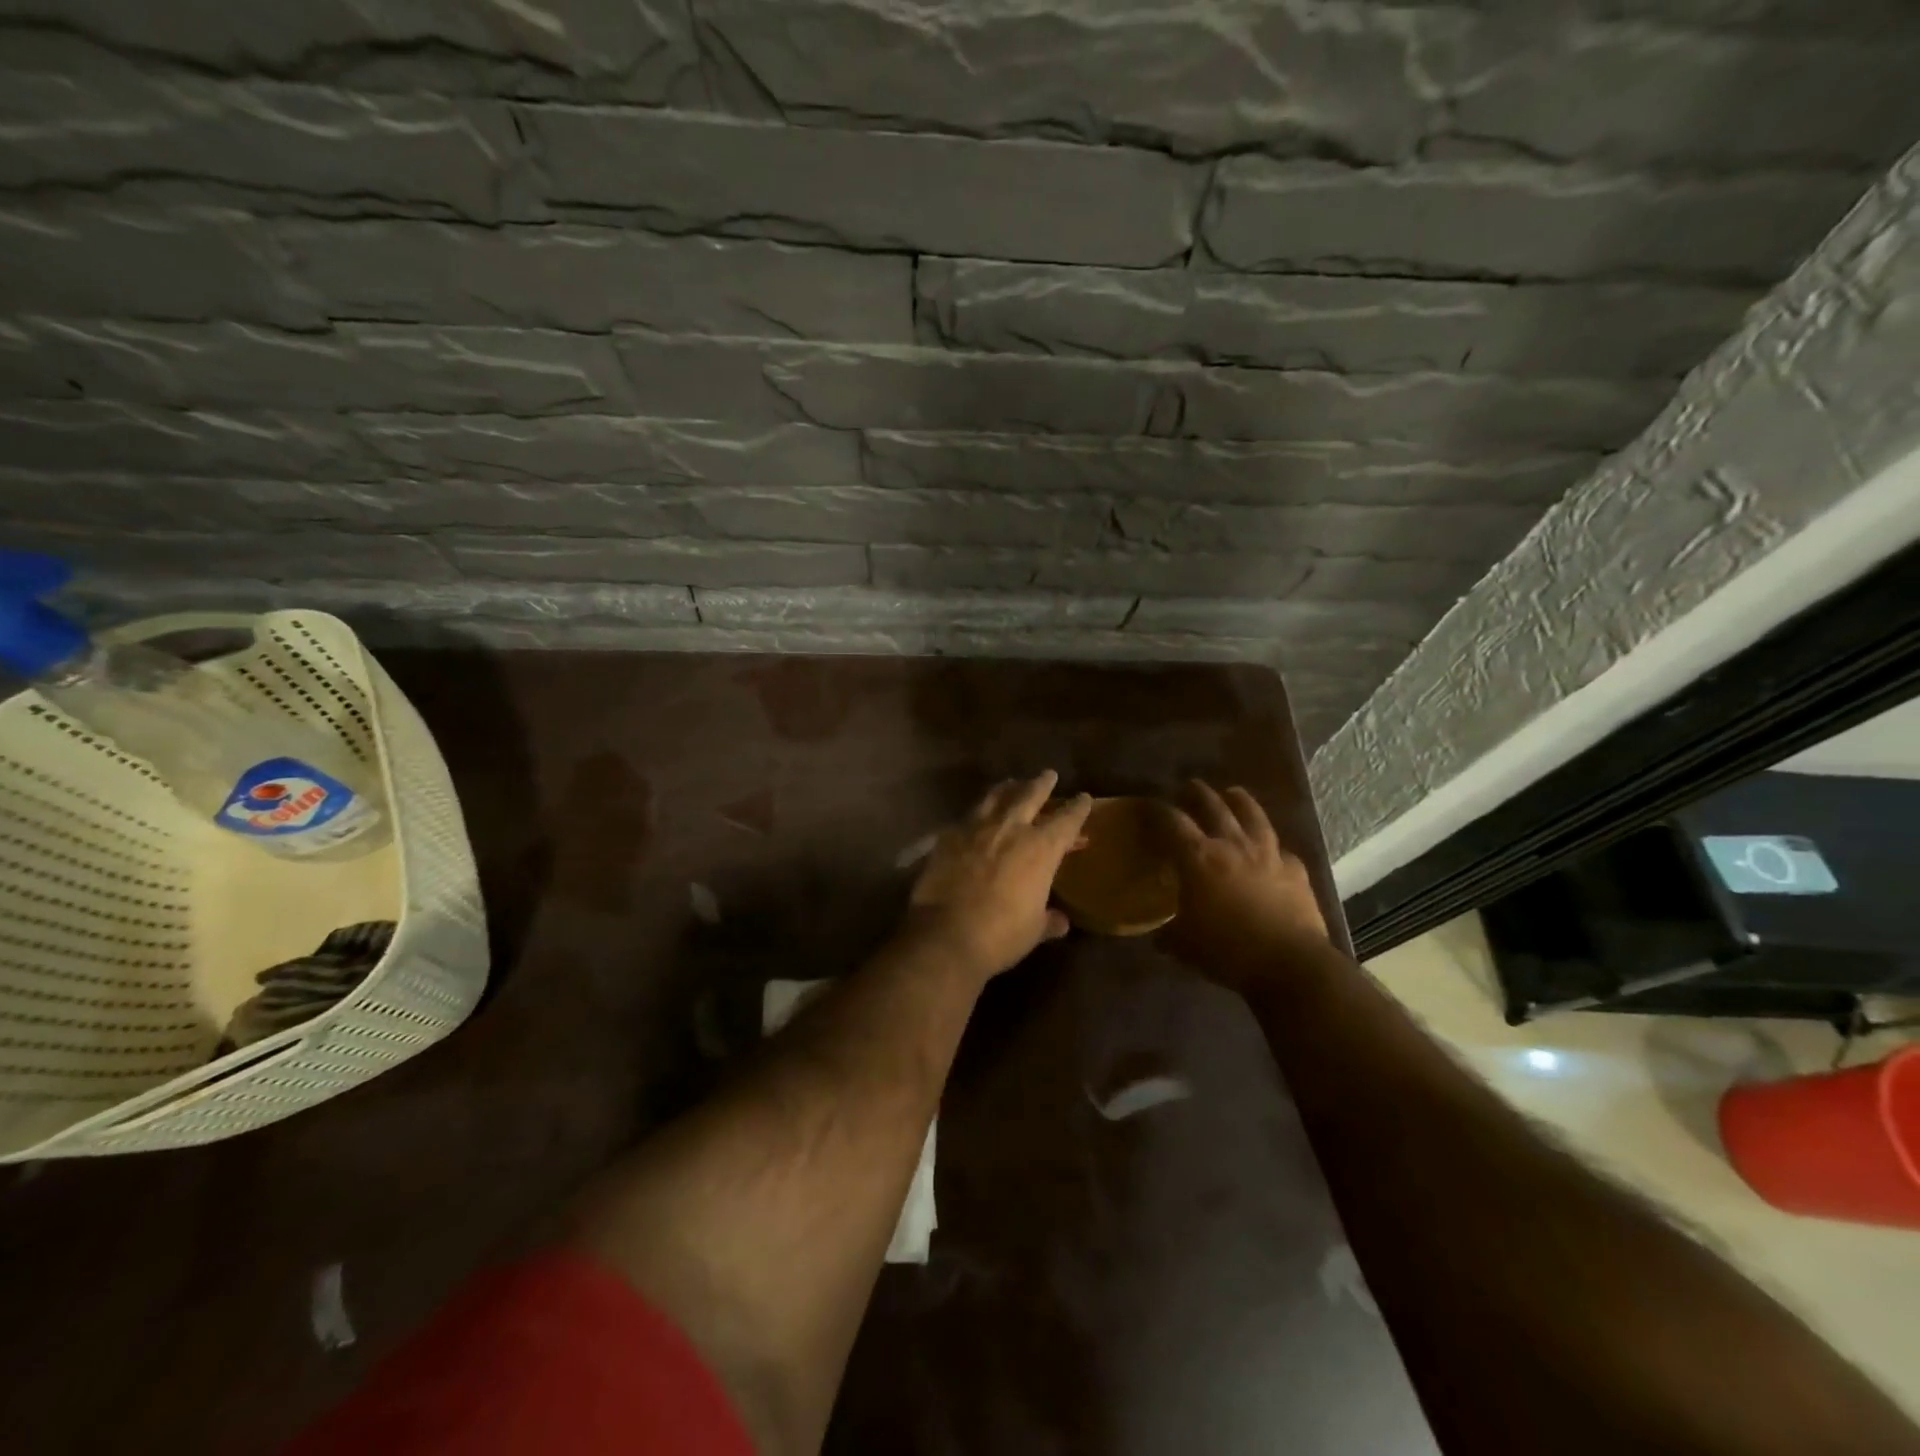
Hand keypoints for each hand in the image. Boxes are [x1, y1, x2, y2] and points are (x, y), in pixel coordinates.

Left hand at [905, 771, 1093, 979]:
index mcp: (1041, 848)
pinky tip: (975, 816)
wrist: (946, 934)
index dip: (1078, 808)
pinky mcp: (948, 836)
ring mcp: (976, 828)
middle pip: (1030, 795)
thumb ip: (1048, 920)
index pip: (1067, 820)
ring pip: (995, 797)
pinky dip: (977, 813)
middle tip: (1048, 775)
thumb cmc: (1001, 935)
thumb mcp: (1033, 930)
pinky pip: (967, 816)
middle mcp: (1011, 828)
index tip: (1084, 798)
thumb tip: (1060, 921)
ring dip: (1007, 789)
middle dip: (1042, 784)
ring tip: (1011, 783)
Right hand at [1160, 781, 1329, 987]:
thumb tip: (1160, 937)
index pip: (1172, 822)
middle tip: (1189, 786)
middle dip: (1198, 793)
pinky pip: (1281, 849)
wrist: (1290, 963)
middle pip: (1213, 806)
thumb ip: (1170, 935)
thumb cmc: (1227, 951)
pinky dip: (1272, 845)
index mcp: (1198, 858)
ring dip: (1240, 800)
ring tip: (1232, 792)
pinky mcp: (1295, 869)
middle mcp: (1232, 845)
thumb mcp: (1185, 946)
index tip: (1150, 805)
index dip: (1158, 811)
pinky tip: (1271, 848)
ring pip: (1252, 815)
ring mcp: (1268, 854)